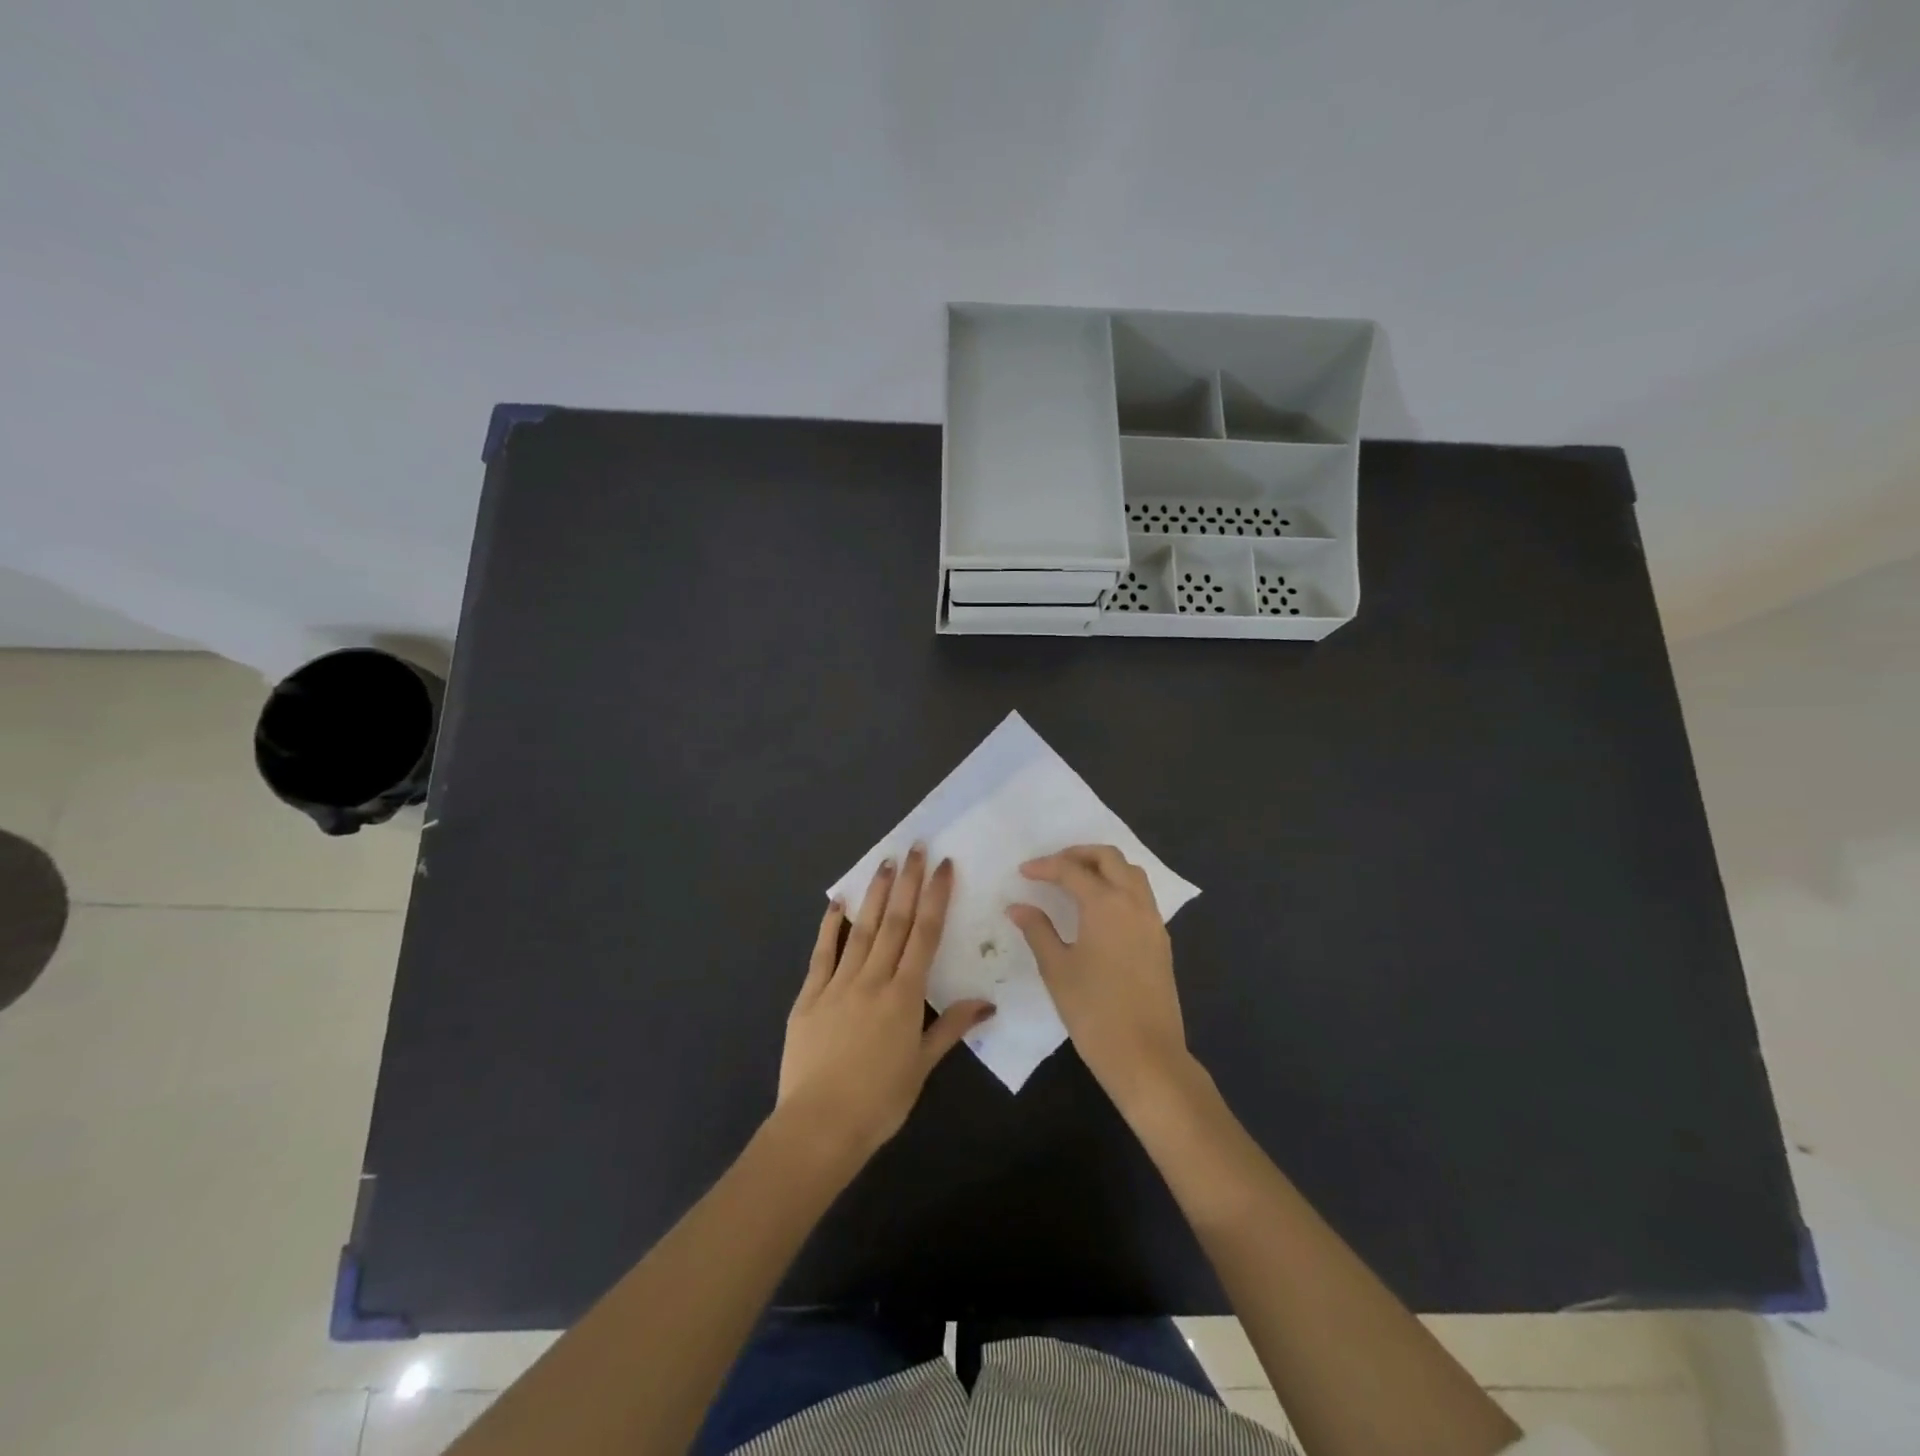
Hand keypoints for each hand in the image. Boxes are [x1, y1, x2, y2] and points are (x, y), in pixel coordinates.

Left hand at [775, 847, 994, 1167]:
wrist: (819, 1126)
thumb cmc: (879, 1101)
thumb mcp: (921, 1066)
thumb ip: (950, 1028)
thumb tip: (986, 1002)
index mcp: (904, 996)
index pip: (925, 935)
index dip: (936, 897)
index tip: (944, 866)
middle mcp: (873, 980)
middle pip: (895, 922)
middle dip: (908, 882)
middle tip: (916, 847)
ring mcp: (838, 984)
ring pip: (862, 929)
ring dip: (876, 894)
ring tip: (885, 862)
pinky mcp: (809, 996)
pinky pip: (822, 954)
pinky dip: (831, 926)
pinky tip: (838, 902)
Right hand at [1008, 845, 1193, 1113]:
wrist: (1146, 1056)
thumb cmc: (1094, 1011)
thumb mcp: (1057, 969)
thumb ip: (1038, 930)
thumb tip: (1018, 906)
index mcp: (1106, 904)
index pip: (1072, 870)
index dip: (1045, 867)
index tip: (1023, 873)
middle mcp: (1134, 903)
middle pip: (1109, 858)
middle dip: (1079, 854)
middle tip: (1052, 866)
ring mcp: (1152, 921)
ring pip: (1131, 873)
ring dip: (1104, 867)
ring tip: (1076, 881)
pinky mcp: (1160, 940)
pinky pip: (1141, 896)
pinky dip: (1119, 887)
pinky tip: (1099, 909)